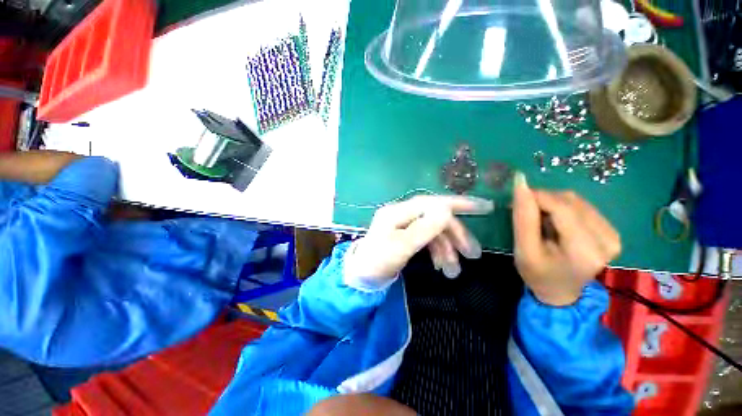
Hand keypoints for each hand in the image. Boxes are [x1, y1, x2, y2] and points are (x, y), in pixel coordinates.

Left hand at [344, 196, 493, 287]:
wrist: (361, 277)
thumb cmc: (378, 262)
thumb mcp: (401, 247)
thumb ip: (424, 229)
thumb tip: (446, 209)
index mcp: (398, 212)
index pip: (432, 202)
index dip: (458, 203)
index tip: (485, 207)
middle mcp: (401, 214)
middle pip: (435, 217)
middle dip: (455, 234)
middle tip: (472, 254)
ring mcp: (403, 224)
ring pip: (433, 230)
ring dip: (447, 247)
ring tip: (454, 269)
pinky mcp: (405, 235)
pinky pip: (427, 238)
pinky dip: (437, 250)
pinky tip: (442, 265)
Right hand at [512, 173, 620, 305]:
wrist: (559, 291)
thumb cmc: (537, 274)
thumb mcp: (524, 249)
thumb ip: (523, 217)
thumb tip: (520, 181)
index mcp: (585, 250)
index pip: (561, 208)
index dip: (536, 197)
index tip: (516, 200)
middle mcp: (607, 239)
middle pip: (570, 201)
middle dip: (542, 201)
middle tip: (524, 211)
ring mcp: (613, 235)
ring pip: (576, 200)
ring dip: (551, 203)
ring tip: (539, 219)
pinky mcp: (611, 231)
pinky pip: (582, 206)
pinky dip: (562, 208)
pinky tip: (554, 221)